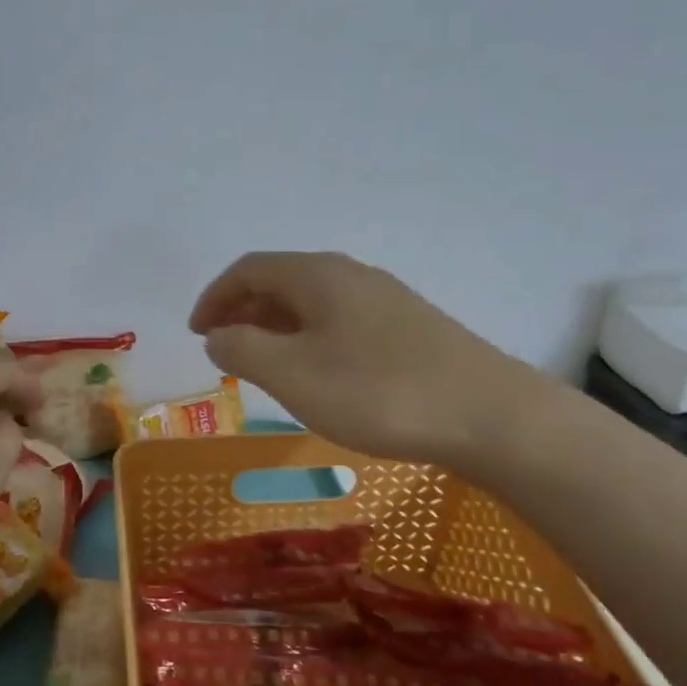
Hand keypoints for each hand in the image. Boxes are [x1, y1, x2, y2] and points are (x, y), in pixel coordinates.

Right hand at [189, 251, 551, 468]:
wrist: (489, 415)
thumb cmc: (378, 392)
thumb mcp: (293, 374)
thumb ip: (242, 350)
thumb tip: (218, 336)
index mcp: (319, 275)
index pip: (249, 269)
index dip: (214, 297)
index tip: (197, 333)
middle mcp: (351, 276)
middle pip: (281, 281)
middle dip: (243, 311)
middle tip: (222, 350)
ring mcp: (385, 301)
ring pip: (312, 304)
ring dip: (275, 328)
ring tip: (261, 366)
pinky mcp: (408, 329)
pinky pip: (339, 322)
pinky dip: (308, 340)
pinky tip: (316, 374)